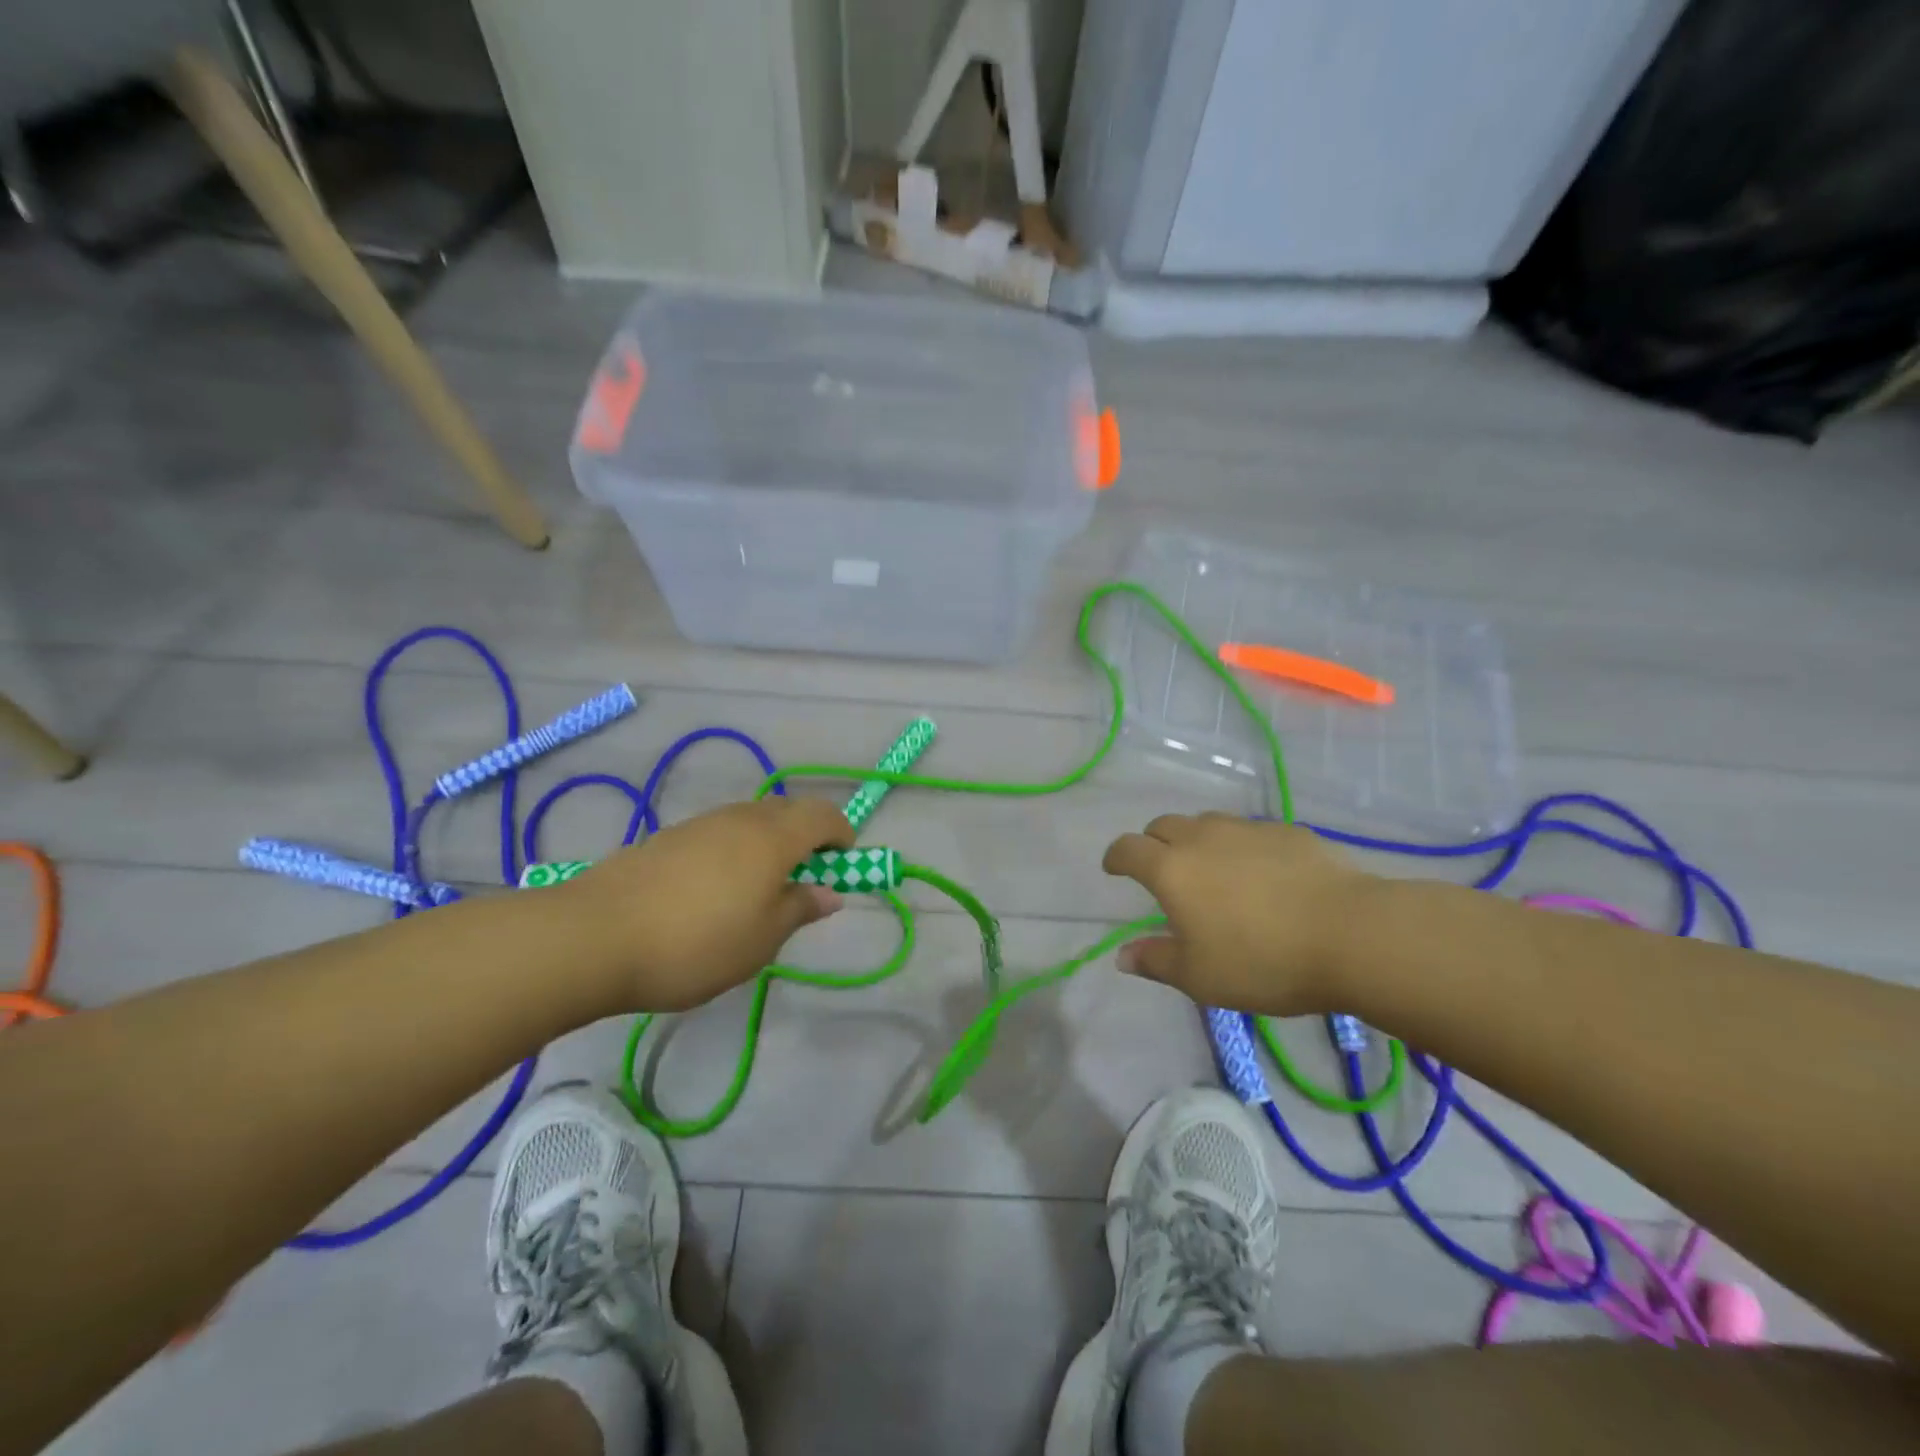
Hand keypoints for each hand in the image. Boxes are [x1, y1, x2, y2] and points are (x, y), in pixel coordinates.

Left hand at [562, 797, 854, 1010]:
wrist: (593, 936)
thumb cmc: (696, 943)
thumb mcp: (761, 940)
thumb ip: (799, 909)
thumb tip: (830, 893)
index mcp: (773, 838)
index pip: (823, 815)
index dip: (841, 834)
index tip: (841, 865)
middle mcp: (740, 818)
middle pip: (788, 811)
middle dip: (807, 837)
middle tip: (803, 881)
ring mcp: (700, 824)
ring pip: (751, 821)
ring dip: (769, 844)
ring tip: (757, 892)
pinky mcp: (667, 838)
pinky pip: (718, 834)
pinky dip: (734, 851)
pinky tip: (713, 893)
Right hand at [1101, 812, 1370, 1015]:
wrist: (1352, 934)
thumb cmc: (1263, 961)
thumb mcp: (1200, 977)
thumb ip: (1156, 962)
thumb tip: (1122, 956)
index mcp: (1171, 870)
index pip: (1128, 848)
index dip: (1116, 857)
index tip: (1114, 869)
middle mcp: (1202, 838)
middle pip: (1163, 825)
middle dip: (1153, 843)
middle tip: (1162, 870)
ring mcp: (1247, 830)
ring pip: (1207, 823)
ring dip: (1197, 840)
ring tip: (1211, 869)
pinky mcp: (1288, 831)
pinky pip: (1250, 832)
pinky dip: (1242, 846)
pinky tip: (1262, 873)